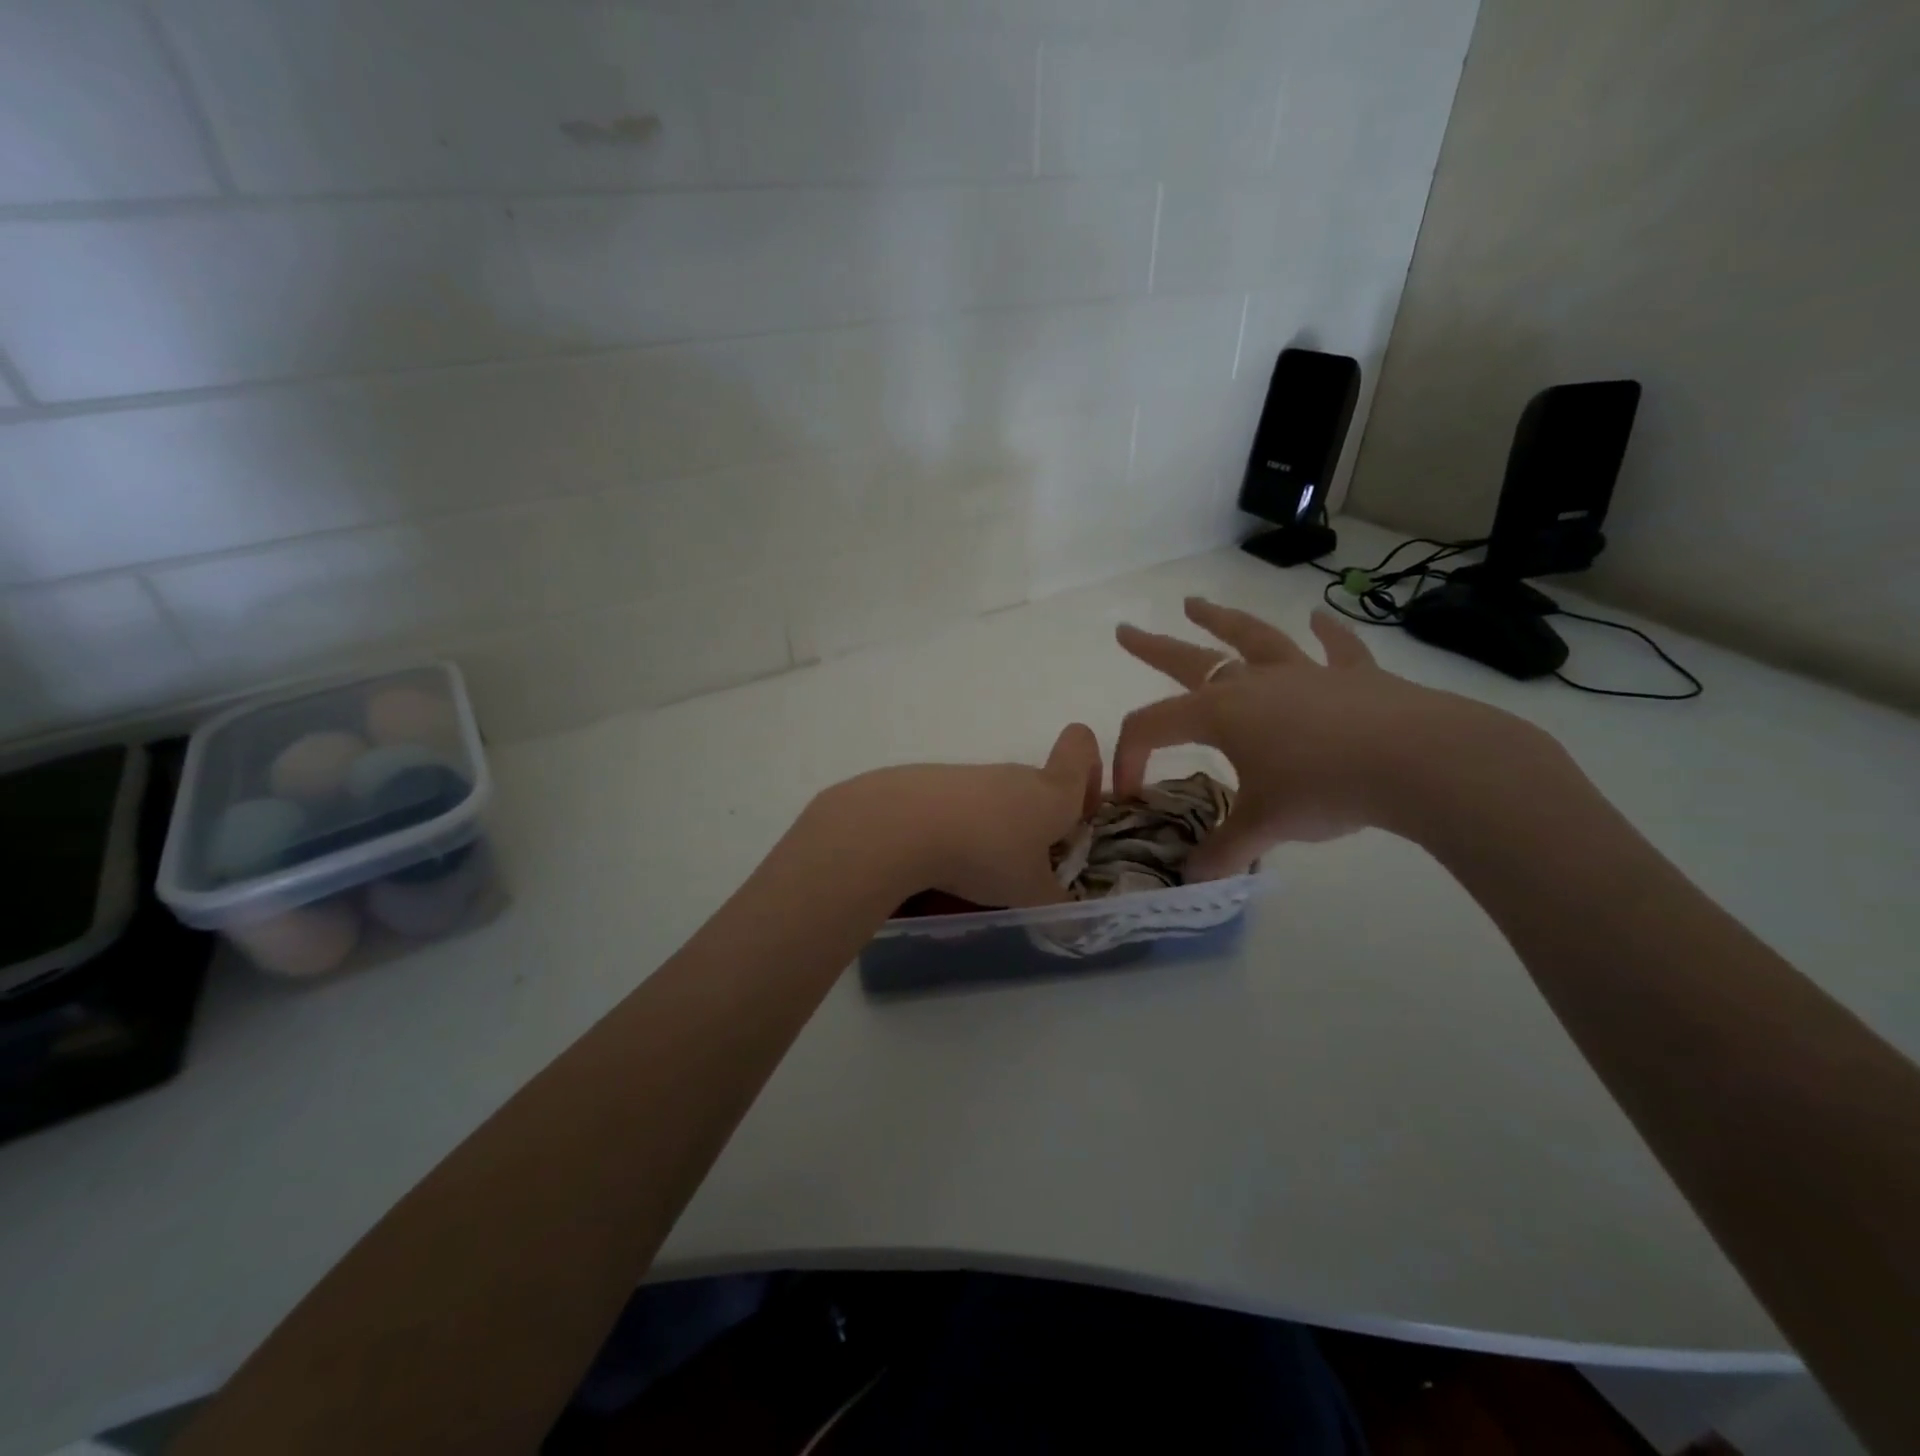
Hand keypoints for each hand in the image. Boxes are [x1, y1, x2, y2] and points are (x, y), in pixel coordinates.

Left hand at [813, 724, 1104, 908]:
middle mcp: (1016, 775)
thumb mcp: (1029, 892)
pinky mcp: (933, 783)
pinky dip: (962, 829)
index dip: (1090, 770)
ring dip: (1000, 829)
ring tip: (981, 872)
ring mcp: (972, 776)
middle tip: (1030, 866)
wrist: (904, 824)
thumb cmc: (986, 854)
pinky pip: (962, 806)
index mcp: (1053, 791)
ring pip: (999, 799)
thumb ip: (1055, 902)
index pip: (1081, 746)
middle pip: (1040, 784)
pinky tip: (944, 862)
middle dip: (1042, 822)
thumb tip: (1068, 911)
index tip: (1081, 810)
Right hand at [1115, 598, 1548, 875]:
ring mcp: (1304, 672)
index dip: (1130, 755)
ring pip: (1251, 638)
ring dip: (1221, 620)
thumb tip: (1194, 879)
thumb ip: (1224, 850)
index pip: (1152, 726)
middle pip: (1189, 660)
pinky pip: (1336, 648)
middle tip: (1125, 630)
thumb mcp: (1264, 826)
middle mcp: (1253, 682)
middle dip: (1152, 648)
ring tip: (1195, 603)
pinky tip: (1319, 616)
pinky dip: (1326, 632)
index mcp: (1219, 713)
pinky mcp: (1354, 675)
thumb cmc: (1323, 789)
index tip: (1130, 792)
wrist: (1417, 761)